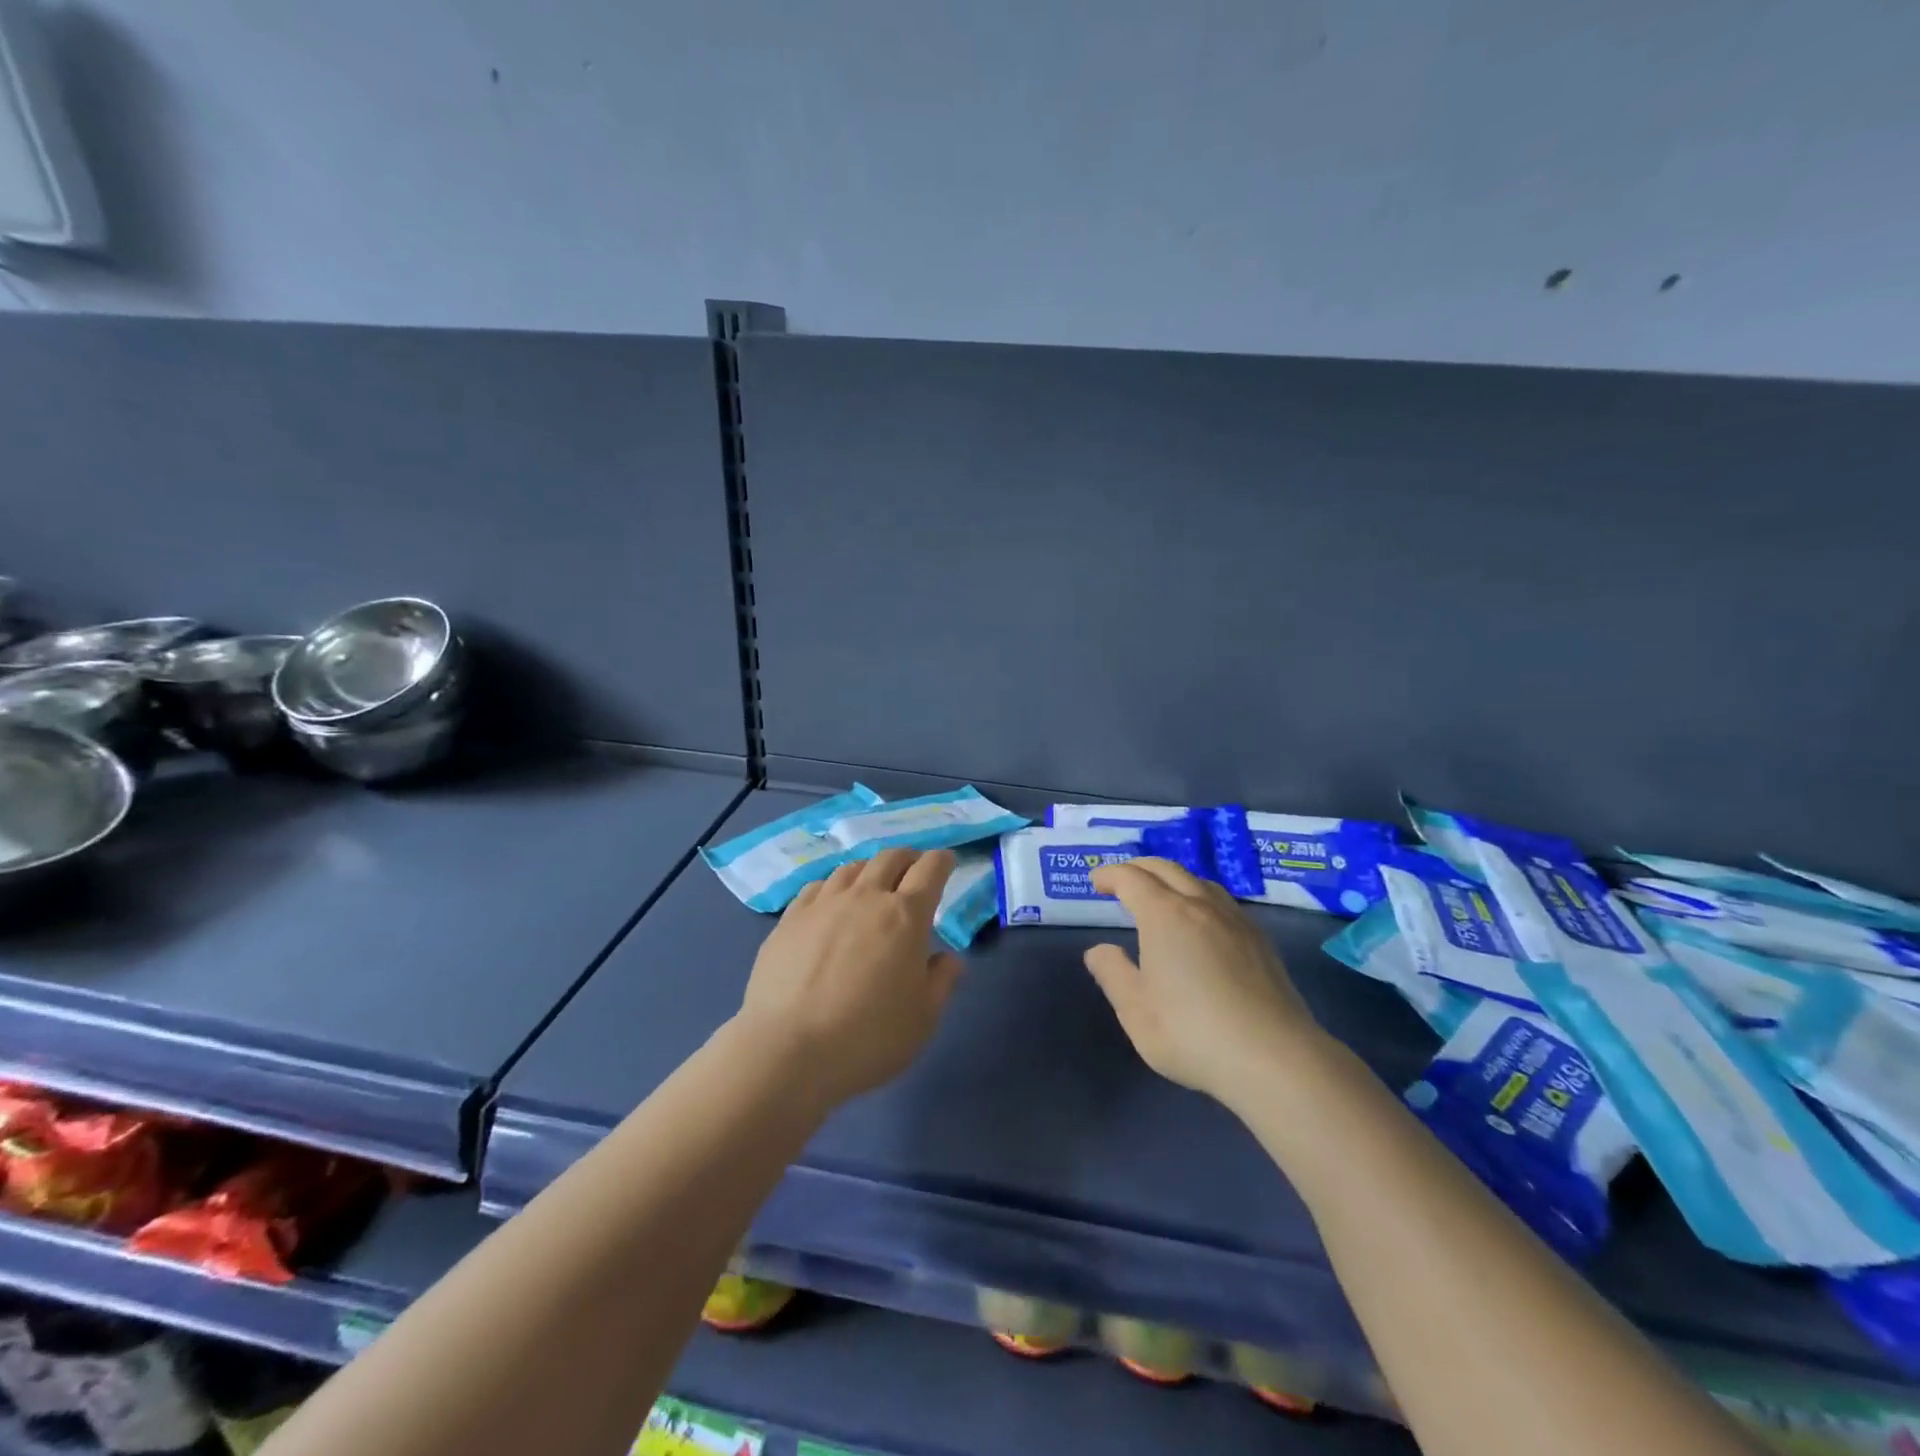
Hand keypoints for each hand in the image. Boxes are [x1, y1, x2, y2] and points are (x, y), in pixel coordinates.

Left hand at [735, 847, 963, 1110]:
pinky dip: (834, 886)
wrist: (789, 1049)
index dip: (942, 861)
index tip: (946, 862)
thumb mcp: (923, 1018)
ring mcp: (823, 904)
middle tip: (913, 868)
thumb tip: (948, 958)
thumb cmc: (869, 1037)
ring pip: (852, 868)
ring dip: (870, 869)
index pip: (930, 869)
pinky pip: (818, 886)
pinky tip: (831, 901)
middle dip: (908, 857)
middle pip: (890, 858)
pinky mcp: (790, 918)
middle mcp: (866, 897)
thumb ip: (942, 981)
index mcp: (906, 916)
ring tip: (872, 884)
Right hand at [1084, 858, 1321, 1105]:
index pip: (1132, 879)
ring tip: (1161, 895)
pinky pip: (1222, 901)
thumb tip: (1099, 950)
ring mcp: (1235, 921)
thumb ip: (1113, 973)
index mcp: (1164, 915)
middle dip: (1139, 868)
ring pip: (1199, 881)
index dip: (1110, 875)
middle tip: (1121, 880)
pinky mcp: (1260, 941)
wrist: (1274, 1058)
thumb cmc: (1192, 1033)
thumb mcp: (1135, 1010)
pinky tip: (1201, 922)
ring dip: (1172, 878)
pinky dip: (1199, 896)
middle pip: (1167, 869)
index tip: (1096, 881)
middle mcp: (1200, 906)